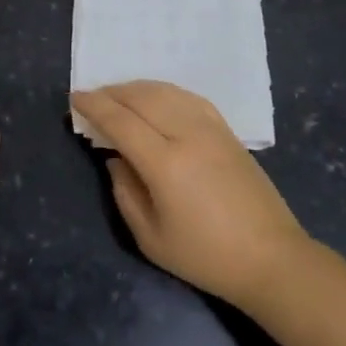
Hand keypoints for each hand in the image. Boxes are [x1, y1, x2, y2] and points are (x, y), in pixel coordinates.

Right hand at [73, 81, 309, 312]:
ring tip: (119, 95)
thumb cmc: (206, 257)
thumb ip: (125, 193)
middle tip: (93, 96)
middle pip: (142, 98)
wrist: (270, 258)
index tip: (75, 97)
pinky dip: (165, 91)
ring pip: (166, 91)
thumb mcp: (151, 238)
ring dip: (137, 88)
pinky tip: (156, 98)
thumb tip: (114, 159)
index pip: (121, 121)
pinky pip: (189, 97)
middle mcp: (187, 134)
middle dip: (112, 92)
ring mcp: (211, 128)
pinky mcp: (227, 131)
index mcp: (165, 163)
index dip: (94, 105)